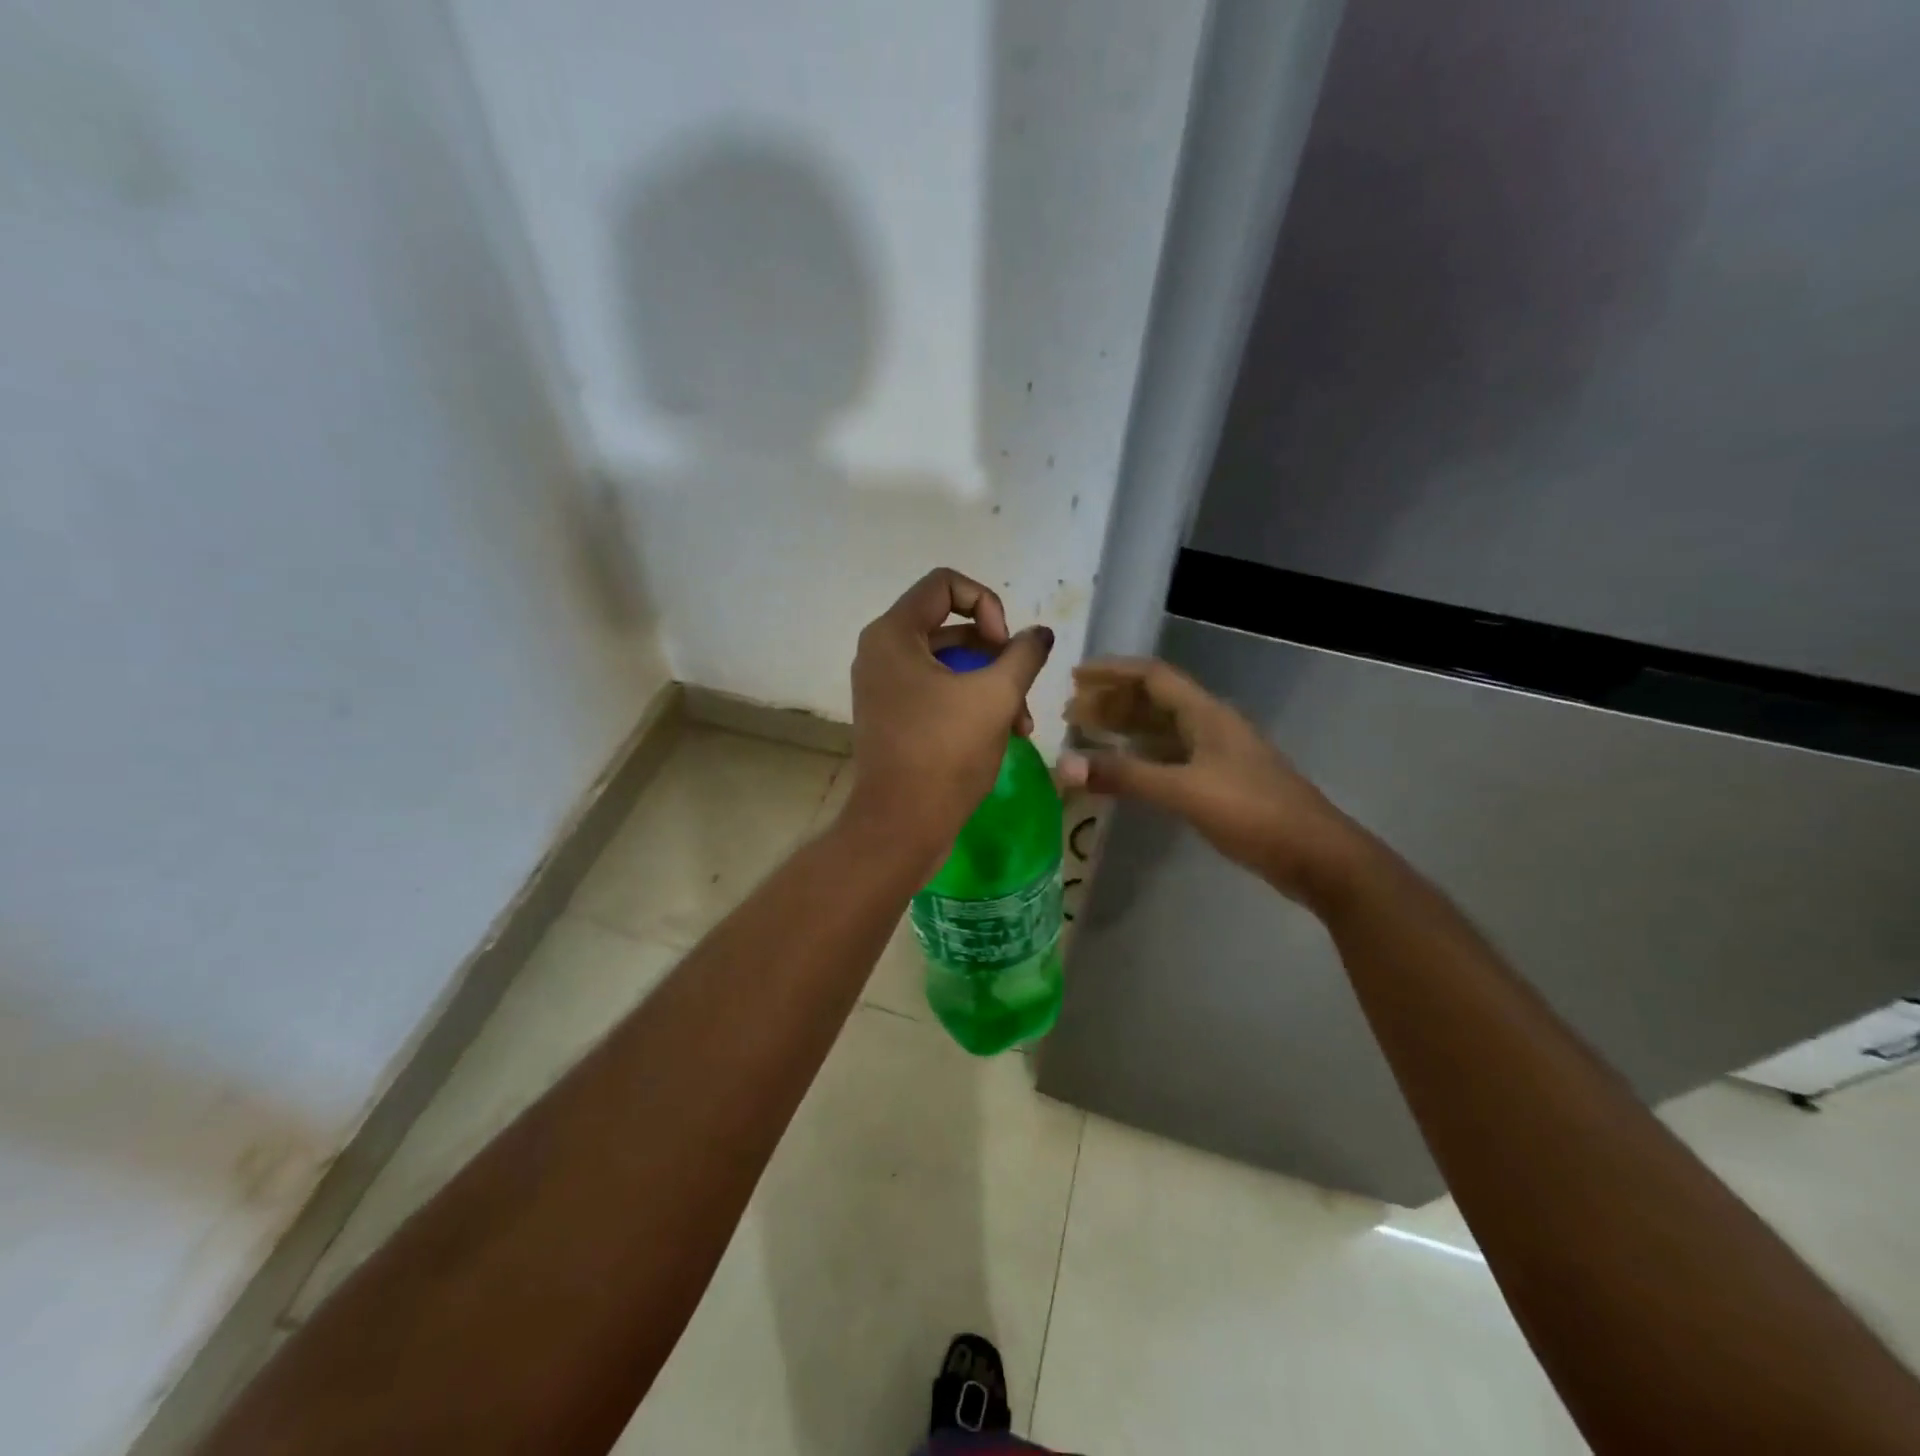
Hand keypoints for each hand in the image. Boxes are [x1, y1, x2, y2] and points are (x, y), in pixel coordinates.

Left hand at [843, 569, 1053, 869]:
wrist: (901, 825)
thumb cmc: (945, 753)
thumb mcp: (996, 697)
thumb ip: (1024, 654)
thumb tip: (1040, 634)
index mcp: (894, 634)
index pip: (945, 584)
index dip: (987, 603)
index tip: (1004, 645)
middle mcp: (880, 651)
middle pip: (950, 625)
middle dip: (995, 653)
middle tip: (1020, 687)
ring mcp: (883, 686)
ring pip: (948, 663)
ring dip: (990, 683)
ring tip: (1022, 721)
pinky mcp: (891, 715)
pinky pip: (935, 690)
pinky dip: (968, 701)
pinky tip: (1003, 732)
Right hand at [1057, 657, 1366, 905]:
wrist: (1315, 855)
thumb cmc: (1252, 812)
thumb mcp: (1184, 791)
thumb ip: (1125, 776)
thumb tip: (1062, 765)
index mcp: (1206, 714)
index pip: (1153, 676)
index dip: (1112, 672)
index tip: (1074, 677)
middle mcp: (1210, 725)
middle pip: (1154, 701)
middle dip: (1112, 702)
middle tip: (1070, 712)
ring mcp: (1217, 755)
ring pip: (1161, 730)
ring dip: (1125, 729)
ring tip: (1085, 735)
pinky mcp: (1219, 782)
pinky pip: (1170, 757)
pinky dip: (1141, 757)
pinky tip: (1122, 769)